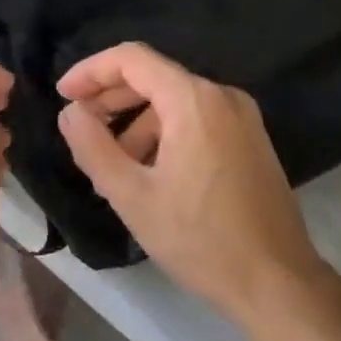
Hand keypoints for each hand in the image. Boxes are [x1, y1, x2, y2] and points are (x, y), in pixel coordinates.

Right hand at [55, 43, 330, 323]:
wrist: (277, 281)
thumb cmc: (200, 239)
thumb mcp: (133, 197)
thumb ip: (93, 147)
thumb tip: (71, 113)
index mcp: (194, 100)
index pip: (132, 59)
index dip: (91, 71)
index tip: (63, 96)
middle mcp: (223, 96)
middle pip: (155, 77)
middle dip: (111, 99)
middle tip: (81, 130)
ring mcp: (243, 117)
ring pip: (176, 102)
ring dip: (137, 124)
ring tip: (114, 168)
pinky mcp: (251, 140)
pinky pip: (198, 120)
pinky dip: (166, 134)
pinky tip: (151, 174)